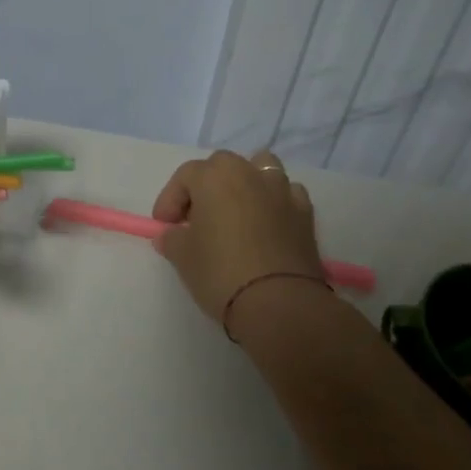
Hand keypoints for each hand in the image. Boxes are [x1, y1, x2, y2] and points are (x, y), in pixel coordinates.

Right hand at [152, 150, 327, 325]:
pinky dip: (273, 203)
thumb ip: (172, 239)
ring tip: (235, 215)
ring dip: (245, 185)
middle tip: (197, 219)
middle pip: (223, 166)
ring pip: (260, 170)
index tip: (165, 226)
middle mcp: (250, 173)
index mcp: (216, 176)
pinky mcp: (306, 213)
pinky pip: (285, 195)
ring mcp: (282, 191)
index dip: (170, 199)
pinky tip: (266, 227)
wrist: (278, 303)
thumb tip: (171, 235)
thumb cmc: (220, 272)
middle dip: (206, 187)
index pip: (186, 176)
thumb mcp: (183, 257)